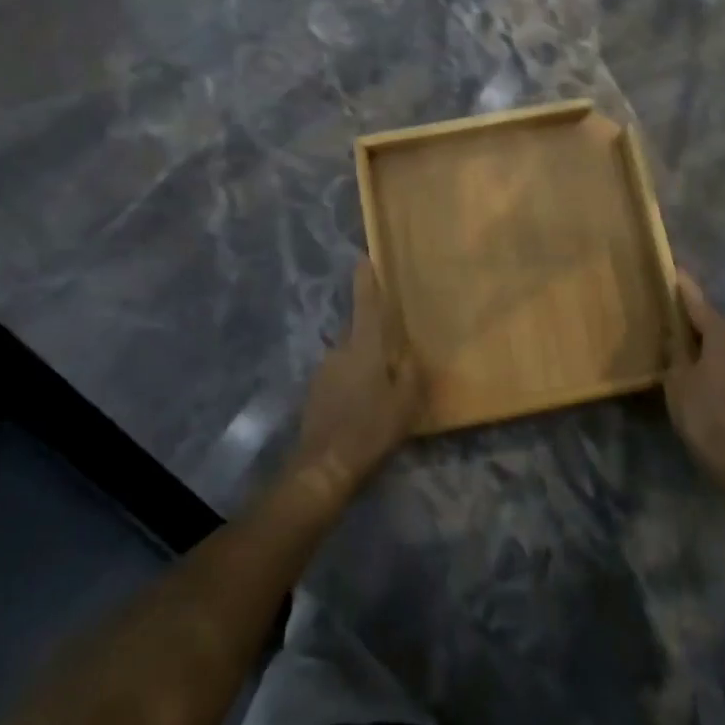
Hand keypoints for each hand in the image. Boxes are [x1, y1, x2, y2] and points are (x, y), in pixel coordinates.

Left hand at [288, 258, 423, 504]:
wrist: (324, 467)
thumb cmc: (370, 429)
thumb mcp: (405, 403)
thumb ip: (410, 372)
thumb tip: (407, 353)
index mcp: (364, 347)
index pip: (366, 304)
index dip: (366, 280)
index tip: (364, 257)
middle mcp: (340, 350)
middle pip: (358, 332)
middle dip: (373, 336)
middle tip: (392, 349)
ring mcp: (323, 371)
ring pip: (349, 356)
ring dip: (362, 363)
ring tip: (379, 387)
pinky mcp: (314, 391)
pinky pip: (339, 376)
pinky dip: (351, 382)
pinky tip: (361, 405)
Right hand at [665, 270, 724, 493]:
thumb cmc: (706, 415)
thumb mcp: (677, 380)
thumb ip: (675, 350)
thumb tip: (673, 333)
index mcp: (723, 333)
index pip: (696, 300)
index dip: (682, 284)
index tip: (671, 266)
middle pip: (711, 318)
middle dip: (690, 312)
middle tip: (665, 306)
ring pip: (719, 338)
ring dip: (700, 335)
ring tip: (675, 334)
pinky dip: (709, 353)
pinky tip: (693, 362)